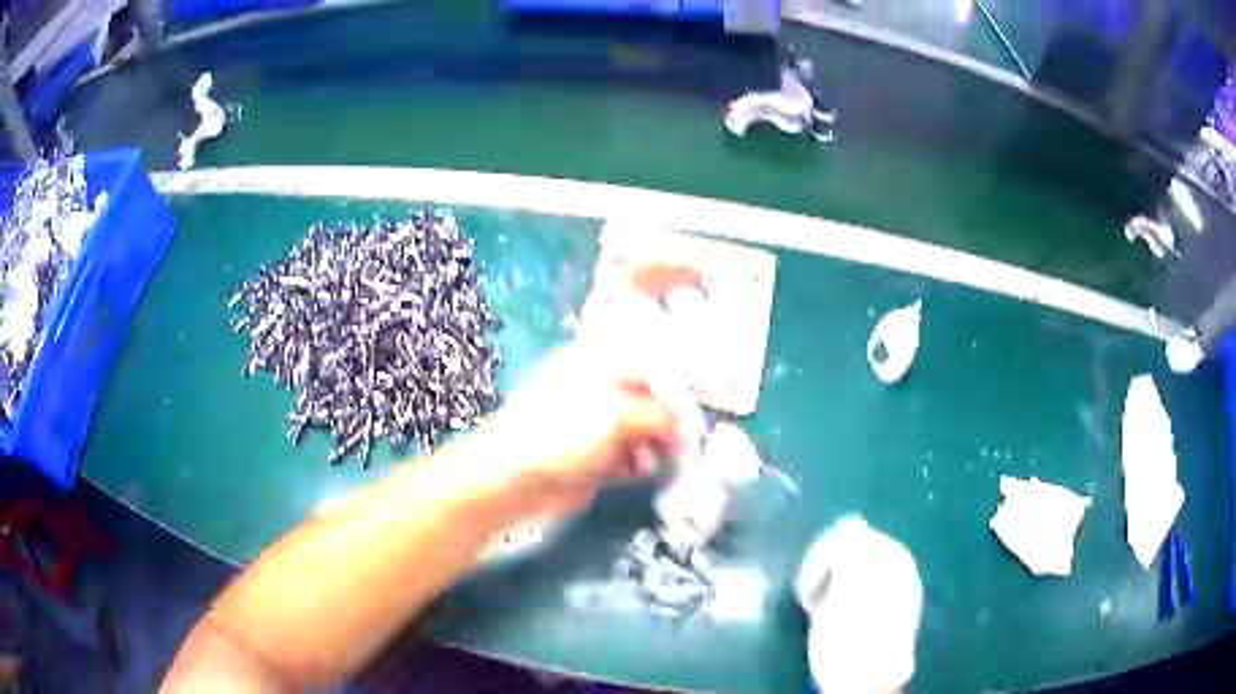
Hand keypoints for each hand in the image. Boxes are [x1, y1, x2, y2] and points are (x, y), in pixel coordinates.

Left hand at [474, 338, 691, 519]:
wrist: (511, 478)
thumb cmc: (562, 433)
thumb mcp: (618, 416)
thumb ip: (661, 415)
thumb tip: (687, 426)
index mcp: (599, 361)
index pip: (654, 364)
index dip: (679, 389)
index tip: (698, 415)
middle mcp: (598, 387)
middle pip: (651, 399)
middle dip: (669, 421)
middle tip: (683, 445)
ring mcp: (593, 422)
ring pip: (642, 429)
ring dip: (654, 445)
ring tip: (650, 461)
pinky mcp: (591, 454)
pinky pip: (627, 454)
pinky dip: (637, 462)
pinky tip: (636, 471)